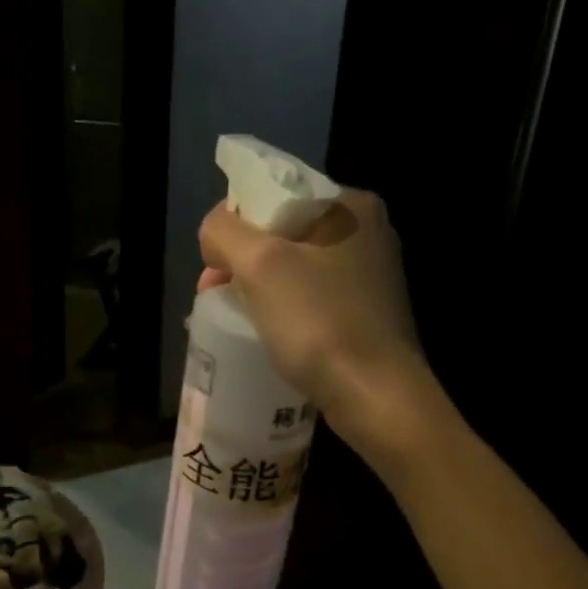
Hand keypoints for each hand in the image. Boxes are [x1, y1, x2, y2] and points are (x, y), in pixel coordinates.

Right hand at [198, 188, 428, 424]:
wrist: (375, 396)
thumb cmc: (318, 322)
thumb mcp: (259, 264)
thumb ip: (224, 231)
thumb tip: (214, 232)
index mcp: (350, 204)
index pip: (274, 192)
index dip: (233, 222)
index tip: (213, 263)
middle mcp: (367, 231)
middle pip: (282, 230)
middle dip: (241, 258)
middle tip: (212, 292)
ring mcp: (371, 274)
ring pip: (295, 265)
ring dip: (257, 284)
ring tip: (231, 313)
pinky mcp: (367, 311)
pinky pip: (311, 295)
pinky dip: (282, 305)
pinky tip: (264, 328)